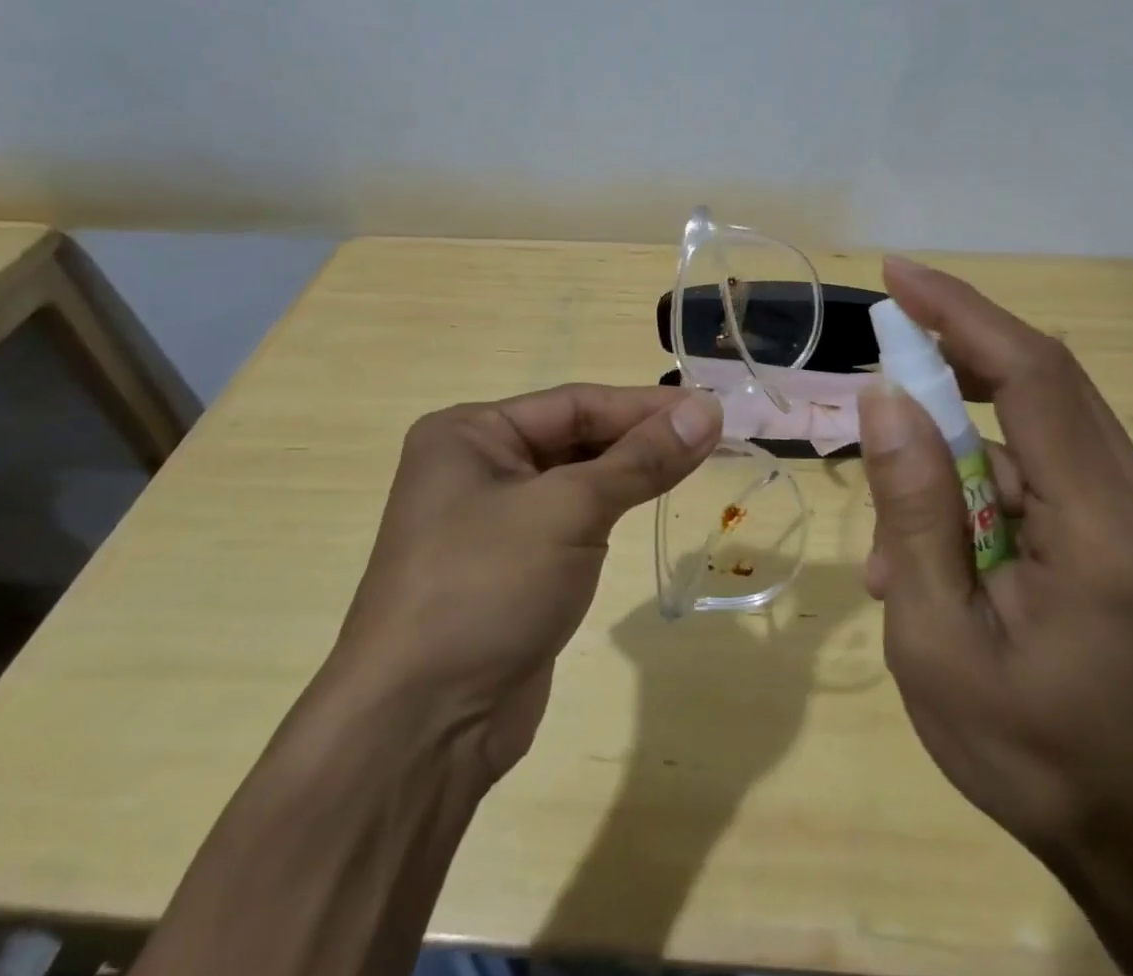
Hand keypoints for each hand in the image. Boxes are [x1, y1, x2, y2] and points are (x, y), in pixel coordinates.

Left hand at [324, 384, 721, 783]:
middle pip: (576, 436)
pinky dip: (614, 507)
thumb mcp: (569, 510)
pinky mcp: (514, 566)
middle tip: (711, 436)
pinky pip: (573, 518)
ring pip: (578, 478)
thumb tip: (708, 410)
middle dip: (641, 437)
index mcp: (470, 434)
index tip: (709, 409)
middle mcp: (477, 466)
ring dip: (632, 470)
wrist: (421, 729)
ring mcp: (493, 519)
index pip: (575, 404)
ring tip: (696, 460)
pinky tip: (653, 499)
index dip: (645, 406)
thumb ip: (641, 459)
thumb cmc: (486, 589)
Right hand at [857, 258, 1132, 869]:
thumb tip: (884, 399)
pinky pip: (1045, 469)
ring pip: (1036, 427)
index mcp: (1105, 527)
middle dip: (954, 354)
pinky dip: (983, 486)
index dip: (961, 313)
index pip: (1032, 375)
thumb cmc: (1029, 755)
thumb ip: (913, 511)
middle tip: (883, 356)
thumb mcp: (937, 641)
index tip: (898, 275)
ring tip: (901, 546)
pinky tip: (944, 555)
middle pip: (1042, 381)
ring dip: (957, 450)